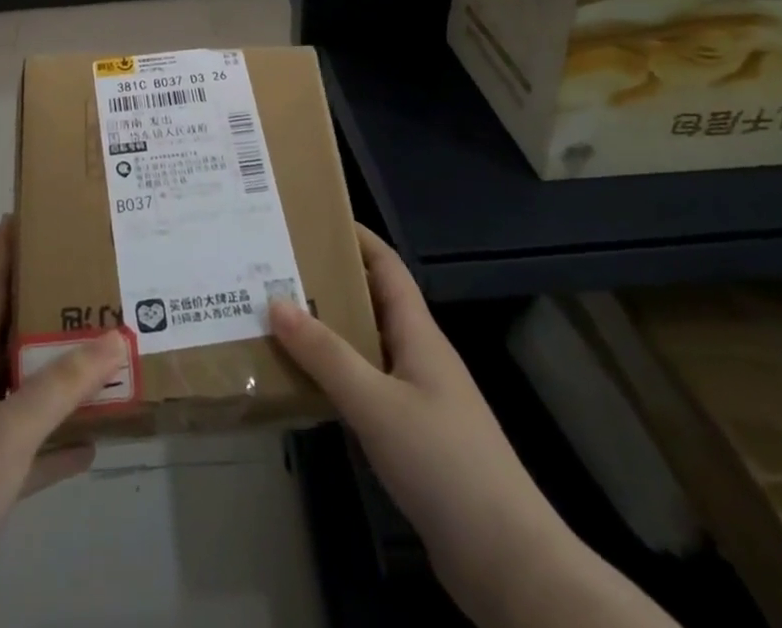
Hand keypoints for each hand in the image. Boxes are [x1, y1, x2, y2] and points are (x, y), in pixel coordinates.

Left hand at [0, 218, 126, 627]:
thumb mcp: (11, 430)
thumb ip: (63, 384)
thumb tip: (117, 335)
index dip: (2, 256)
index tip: (20, 217)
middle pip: (8, 337)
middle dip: (41, 307)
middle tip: (81, 279)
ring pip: (24, 391)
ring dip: (58, 372)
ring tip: (97, 347)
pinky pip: (34, 447)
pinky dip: (60, 440)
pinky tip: (94, 439)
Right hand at [270, 227, 559, 584]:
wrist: (506, 562)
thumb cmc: (444, 463)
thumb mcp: (376, 403)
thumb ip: (325, 354)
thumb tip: (275, 301)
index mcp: (419, 333)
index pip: (386, 266)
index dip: (355, 237)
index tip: (310, 218)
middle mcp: (418, 356)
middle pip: (370, 302)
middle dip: (326, 282)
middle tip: (274, 269)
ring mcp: (417, 398)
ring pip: (364, 347)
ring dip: (325, 331)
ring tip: (275, 318)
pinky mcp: (411, 436)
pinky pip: (365, 387)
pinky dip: (334, 377)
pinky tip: (301, 383)